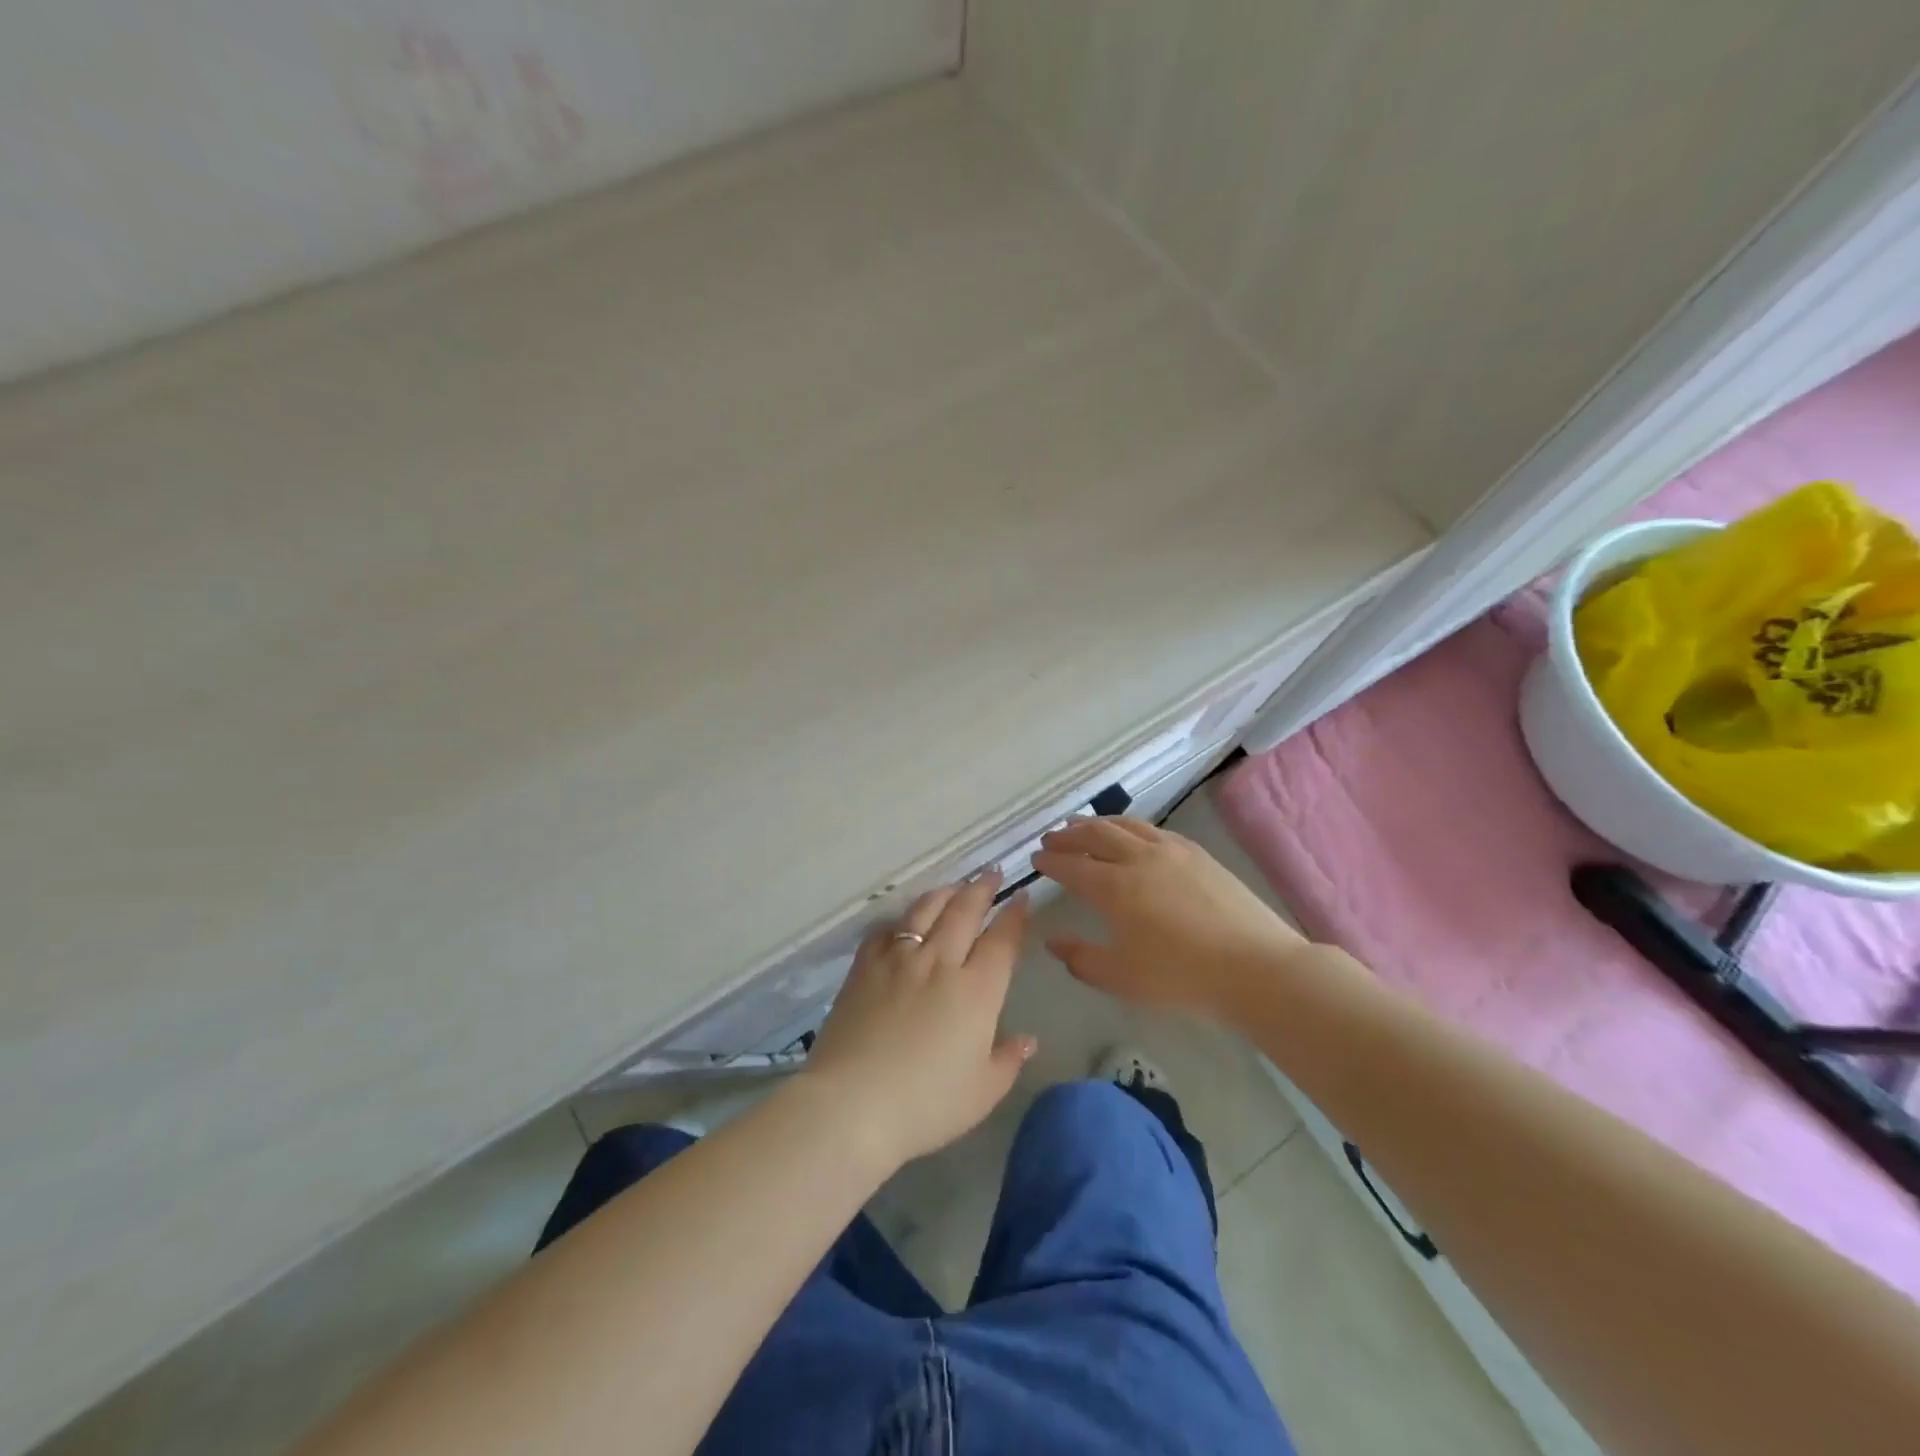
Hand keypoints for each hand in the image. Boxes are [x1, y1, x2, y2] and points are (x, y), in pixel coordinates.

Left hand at [800, 874, 1035, 1170]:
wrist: (852, 1105)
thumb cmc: (926, 1104)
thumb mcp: (981, 1092)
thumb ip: (1008, 1061)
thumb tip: (1027, 1039)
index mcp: (977, 991)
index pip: (1002, 941)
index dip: (1015, 916)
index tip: (1021, 897)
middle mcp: (940, 962)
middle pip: (965, 911)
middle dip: (982, 889)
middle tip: (992, 873)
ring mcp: (899, 959)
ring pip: (926, 910)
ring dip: (945, 893)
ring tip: (955, 886)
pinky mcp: (864, 967)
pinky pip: (886, 930)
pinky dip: (900, 920)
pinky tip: (904, 921)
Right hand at [1032, 817, 1308, 1020]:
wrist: (1255, 967)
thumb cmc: (1182, 978)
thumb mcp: (1121, 978)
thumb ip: (1081, 959)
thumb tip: (1053, 942)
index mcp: (1114, 888)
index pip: (1072, 867)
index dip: (1051, 862)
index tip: (1036, 860)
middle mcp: (1138, 859)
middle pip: (1095, 835)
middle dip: (1068, 835)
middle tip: (1052, 838)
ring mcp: (1171, 851)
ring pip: (1125, 825)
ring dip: (1098, 823)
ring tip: (1083, 826)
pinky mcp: (1198, 853)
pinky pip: (1154, 830)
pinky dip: (1131, 827)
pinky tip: (1132, 835)